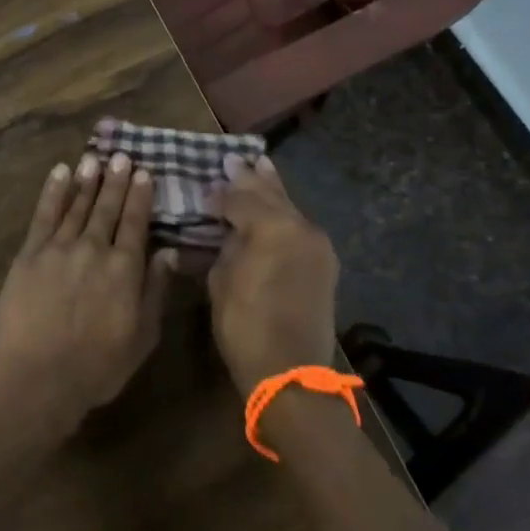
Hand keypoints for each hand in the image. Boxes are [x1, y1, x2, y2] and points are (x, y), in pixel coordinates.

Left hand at [0, 152, 174, 437]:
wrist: (38, 380)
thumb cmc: (97, 367)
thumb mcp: (142, 336)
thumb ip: (155, 290)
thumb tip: (170, 252)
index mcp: (124, 269)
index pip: (135, 223)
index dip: (140, 196)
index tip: (144, 172)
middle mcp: (93, 249)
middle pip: (106, 208)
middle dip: (116, 180)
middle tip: (122, 156)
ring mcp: (58, 249)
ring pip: (76, 205)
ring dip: (87, 180)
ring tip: (95, 158)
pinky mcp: (29, 255)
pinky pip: (43, 216)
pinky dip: (53, 192)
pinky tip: (60, 174)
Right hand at [208, 153, 338, 396]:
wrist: (291, 372)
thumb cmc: (245, 326)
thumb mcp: (221, 281)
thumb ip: (225, 245)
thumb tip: (228, 230)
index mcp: (271, 227)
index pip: (240, 197)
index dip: (220, 192)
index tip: (205, 185)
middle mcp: (300, 227)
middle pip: (271, 194)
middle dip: (251, 177)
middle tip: (234, 158)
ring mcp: (317, 244)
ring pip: (289, 207)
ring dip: (272, 191)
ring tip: (260, 167)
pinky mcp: (324, 262)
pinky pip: (299, 227)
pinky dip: (284, 214)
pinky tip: (275, 208)